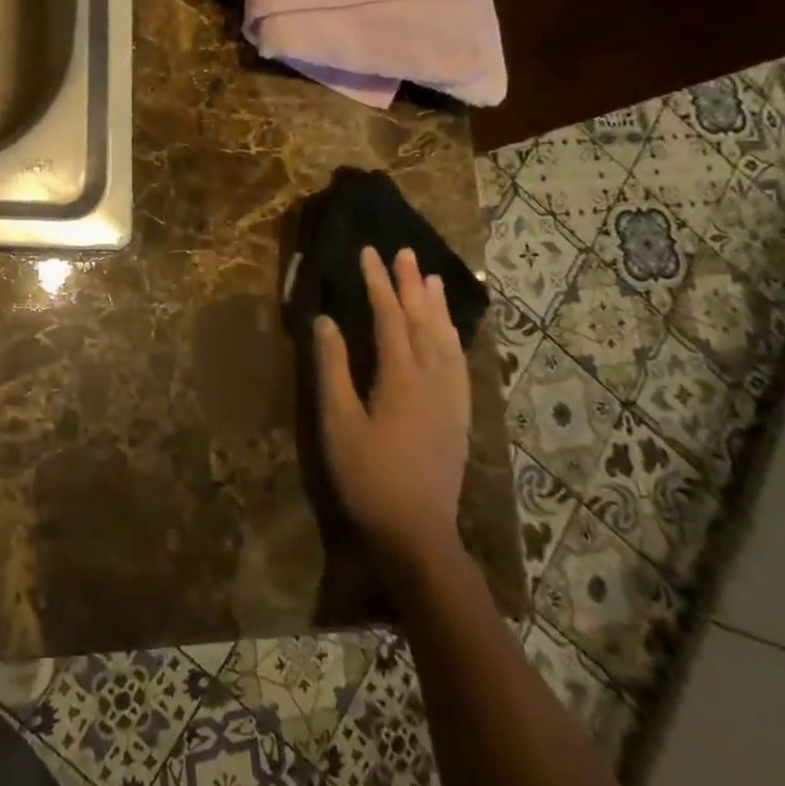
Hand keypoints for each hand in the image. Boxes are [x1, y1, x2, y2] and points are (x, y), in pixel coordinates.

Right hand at [314, 247, 471, 570]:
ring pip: (446, 339)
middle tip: (404, 252)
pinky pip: (459, 362)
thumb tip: (326, 320)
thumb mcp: (338, 423)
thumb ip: (332, 368)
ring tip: (432, 277)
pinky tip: (450, 332)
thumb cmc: (368, 477)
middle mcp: (433, 378)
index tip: (369, 252)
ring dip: (436, 305)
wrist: (417, 533)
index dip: (378, 282)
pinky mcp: (458, 415)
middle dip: (411, 283)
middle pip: (423, 320)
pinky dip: (453, 336)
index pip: (389, 316)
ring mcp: (451, 397)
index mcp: (401, 377)